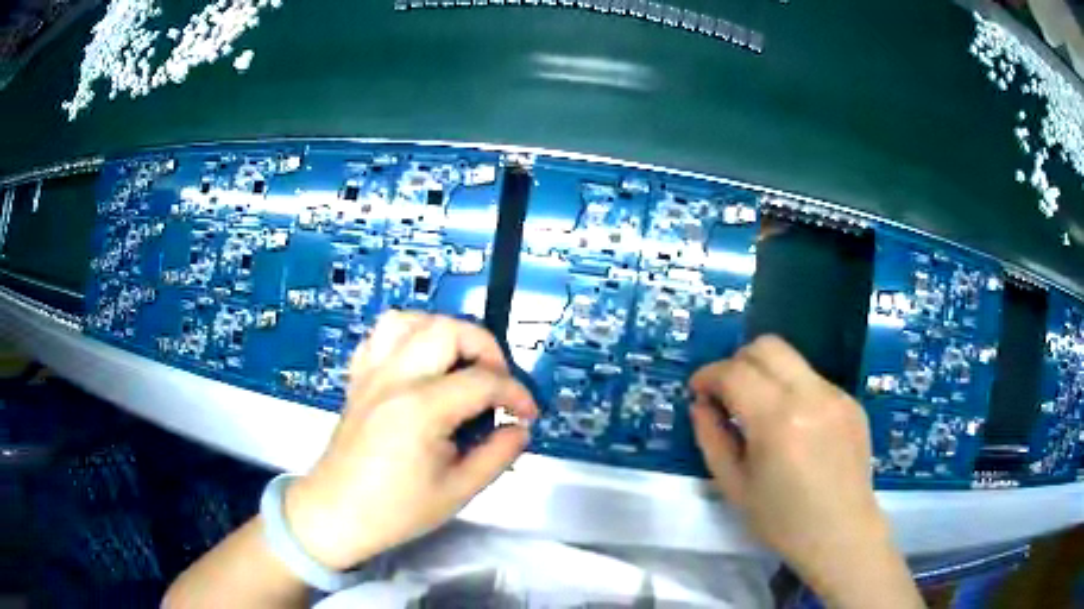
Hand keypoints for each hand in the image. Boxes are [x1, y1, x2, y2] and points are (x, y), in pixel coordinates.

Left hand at [283, 312, 537, 570]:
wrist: (337, 513)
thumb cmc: (397, 510)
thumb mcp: (459, 491)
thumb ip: (497, 455)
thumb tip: (519, 428)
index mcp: (421, 409)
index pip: (483, 381)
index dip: (516, 394)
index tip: (528, 414)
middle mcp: (394, 379)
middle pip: (447, 329)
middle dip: (485, 348)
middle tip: (497, 382)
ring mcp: (371, 373)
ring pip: (409, 319)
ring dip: (443, 331)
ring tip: (459, 363)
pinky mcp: (358, 377)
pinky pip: (380, 335)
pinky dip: (407, 336)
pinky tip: (420, 363)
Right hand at [689, 336, 921, 607]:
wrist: (841, 533)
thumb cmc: (782, 520)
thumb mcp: (734, 487)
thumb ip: (712, 438)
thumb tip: (701, 404)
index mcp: (777, 420)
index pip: (734, 371)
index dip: (708, 375)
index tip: (698, 391)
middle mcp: (810, 394)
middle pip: (766, 346)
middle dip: (737, 361)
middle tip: (728, 394)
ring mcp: (836, 394)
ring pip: (792, 359)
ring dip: (767, 375)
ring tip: (762, 412)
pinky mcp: (851, 401)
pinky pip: (813, 380)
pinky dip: (793, 391)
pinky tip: (795, 427)